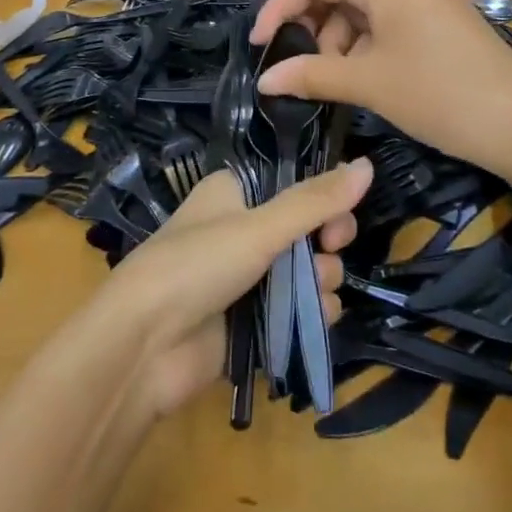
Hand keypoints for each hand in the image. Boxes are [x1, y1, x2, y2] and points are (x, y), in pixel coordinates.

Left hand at [97, 161, 367, 417]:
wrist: (143, 348)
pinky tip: (312, 320)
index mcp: (236, 192)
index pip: (296, 184)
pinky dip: (312, 313)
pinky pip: (301, 308)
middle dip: (327, 243)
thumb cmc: (196, 266)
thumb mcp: (259, 227)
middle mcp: (244, 229)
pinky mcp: (255, 319)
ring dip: (322, 281)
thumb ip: (316, 200)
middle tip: (329, 251)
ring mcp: (249, 277)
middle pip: (309, 228)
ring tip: (313, 293)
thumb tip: (367, 164)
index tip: (338, 216)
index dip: (324, 198)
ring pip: (310, 270)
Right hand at [251, 0, 511, 181]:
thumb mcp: (370, 84)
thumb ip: (311, 75)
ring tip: (333, 75)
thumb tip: (263, 81)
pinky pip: (387, 11)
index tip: (259, 43)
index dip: (280, 5)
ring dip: (338, 32)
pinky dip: (365, 36)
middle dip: (310, 17)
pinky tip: (362, 70)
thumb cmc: (440, 96)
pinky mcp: (438, 9)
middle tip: (294, 58)